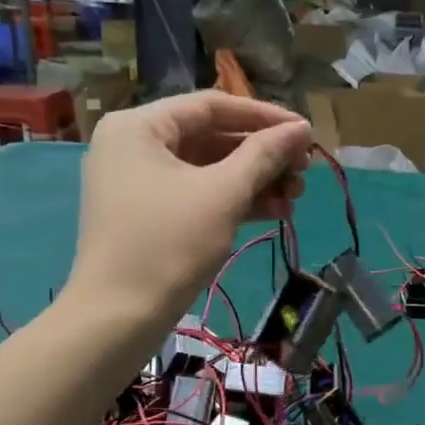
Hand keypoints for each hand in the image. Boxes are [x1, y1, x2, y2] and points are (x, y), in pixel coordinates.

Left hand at [66, 92, 312, 325]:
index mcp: (140, 126)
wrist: (119, 318)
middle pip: (211, 137)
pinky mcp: (149, 215)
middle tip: (304, 172)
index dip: (264, 117)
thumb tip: (302, 129)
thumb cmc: (169, 244)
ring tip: (296, 197)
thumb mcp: (223, 194)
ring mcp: (139, 183)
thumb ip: (264, 155)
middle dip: (262, 155)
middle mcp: (134, 145)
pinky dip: (234, 201)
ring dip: (254, 181)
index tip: (306, 133)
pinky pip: (197, 195)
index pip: (212, 106)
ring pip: (208, 169)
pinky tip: (275, 212)